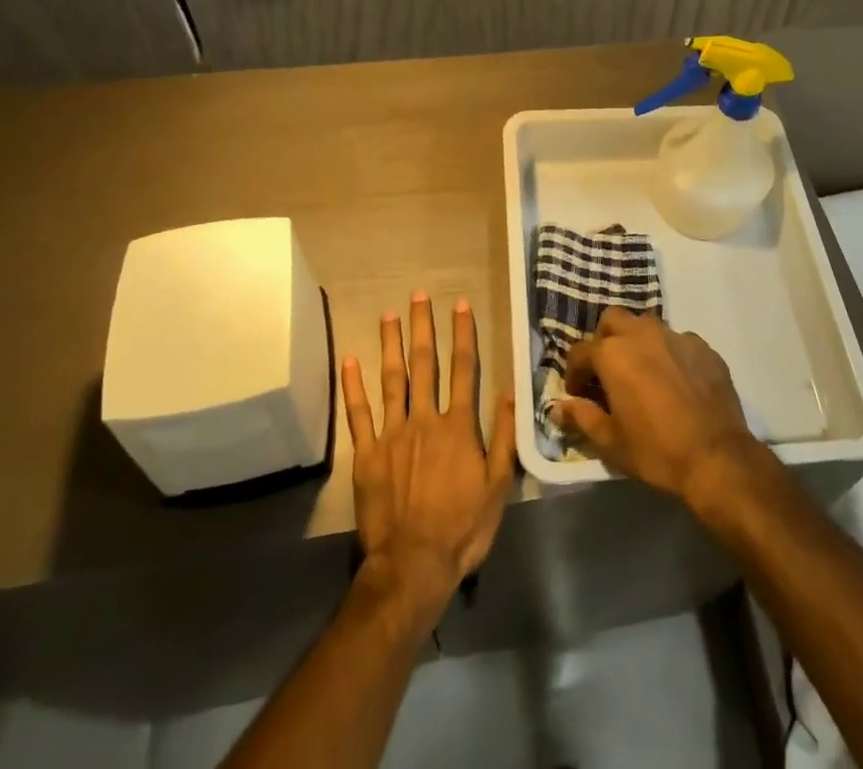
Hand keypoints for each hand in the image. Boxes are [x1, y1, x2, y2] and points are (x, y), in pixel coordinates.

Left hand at [341, 292, 516, 627]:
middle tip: (418, 295)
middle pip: (425, 364)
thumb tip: (511, 391)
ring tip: (388, 314)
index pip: (464, 369)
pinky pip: (359, 414)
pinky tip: (350, 360)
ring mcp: (392, 435)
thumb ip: (505, 436)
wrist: (413, 566)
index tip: (460, 304)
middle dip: (423, 327)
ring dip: (390, 344)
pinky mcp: (367, 455)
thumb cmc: (462, 528)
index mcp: (458, 426)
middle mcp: (425, 419)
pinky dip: (354, 386)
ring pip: (392, 379)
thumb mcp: (499, 487)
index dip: (463, 334)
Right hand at [550, 308, 762, 507]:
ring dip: (636, 341)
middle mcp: (642, 334)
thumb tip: (558, 408)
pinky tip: (675, 380)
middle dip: (603, 340)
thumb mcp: (610, 442)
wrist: (717, 457)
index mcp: (613, 354)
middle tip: (607, 371)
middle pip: (612, 320)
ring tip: (641, 372)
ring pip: (646, 325)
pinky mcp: (703, 346)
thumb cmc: (656, 450)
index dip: (574, 373)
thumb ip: (581, 418)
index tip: (579, 394)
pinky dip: (668, 353)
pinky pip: (677, 340)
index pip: (580, 352)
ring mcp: (675, 336)